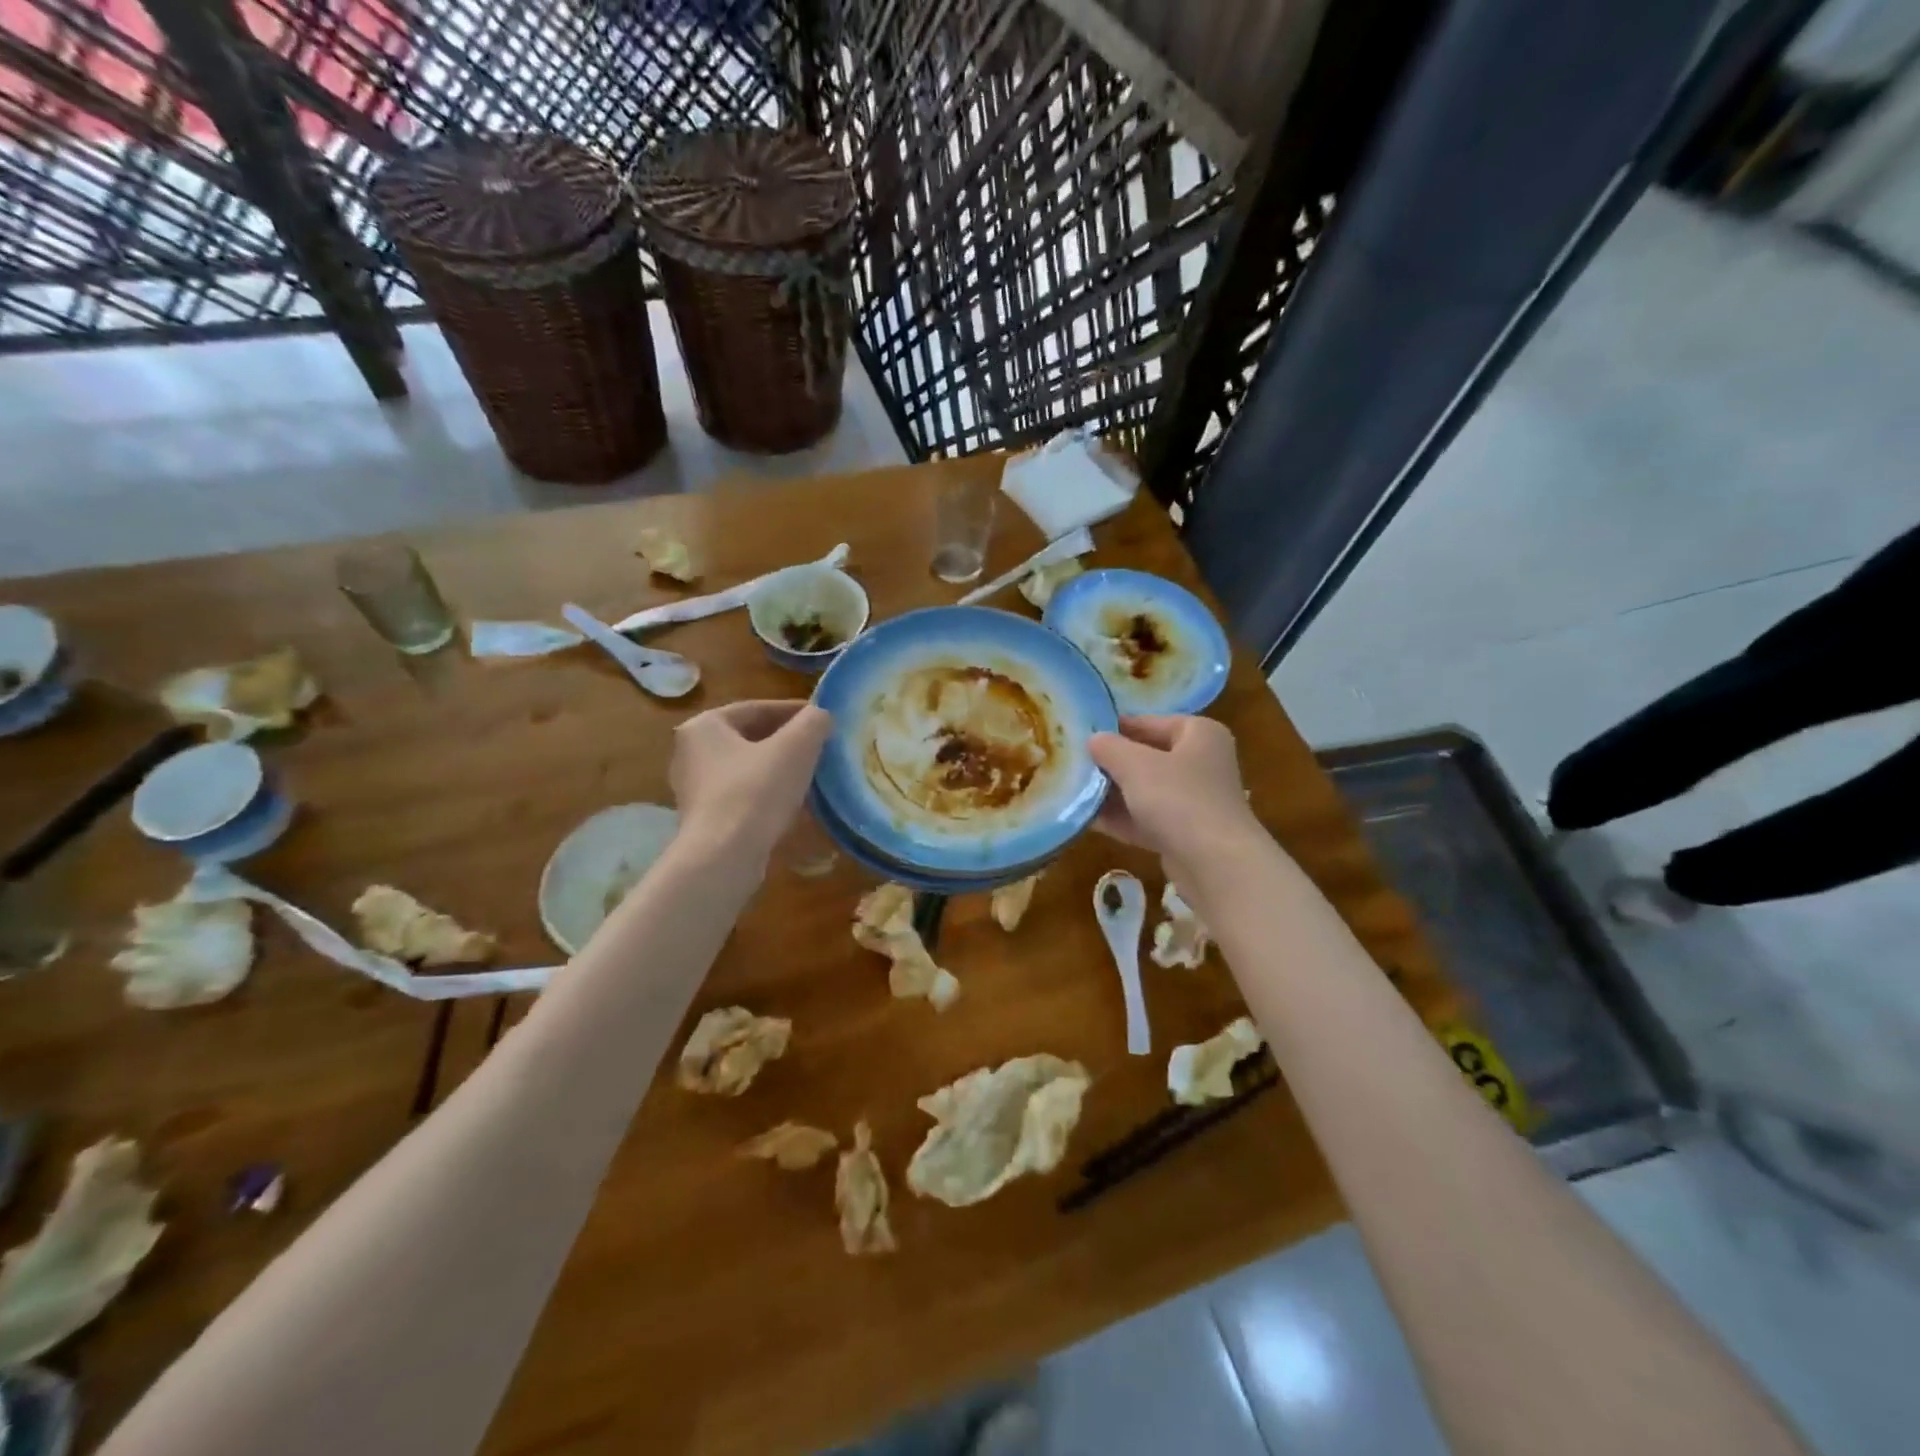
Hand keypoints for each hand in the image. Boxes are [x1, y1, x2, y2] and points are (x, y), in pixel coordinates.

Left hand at [671, 700, 832, 861]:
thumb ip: (813, 722)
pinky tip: (795, 804)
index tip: (824, 720)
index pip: (757, 708)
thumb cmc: (756, 791)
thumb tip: (821, 716)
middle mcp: (690, 753)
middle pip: (751, 738)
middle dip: (788, 742)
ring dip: (780, 769)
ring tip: (814, 775)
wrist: (724, 857)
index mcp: (704, 726)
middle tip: (821, 747)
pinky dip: (769, 794)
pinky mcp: (704, 819)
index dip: (795, 711)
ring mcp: (695, 788)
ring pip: (748, 768)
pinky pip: (743, 795)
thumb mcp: (796, 747)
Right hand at [1089, 715, 1257, 866]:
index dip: (1114, 728)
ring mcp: (1194, 801)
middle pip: (1146, 757)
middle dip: (1110, 764)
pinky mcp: (1185, 834)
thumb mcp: (1135, 765)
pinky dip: (1121, 819)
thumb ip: (1109, 747)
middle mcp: (1201, 763)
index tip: (1081, 735)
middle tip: (1072, 765)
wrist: (1216, 865)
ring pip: (1145, 791)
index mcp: (1199, 734)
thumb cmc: (1178, 799)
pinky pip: (1147, 819)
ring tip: (1073, 791)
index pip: (1149, 722)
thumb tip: (1093, 739)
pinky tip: (1087, 820)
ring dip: (1112, 793)